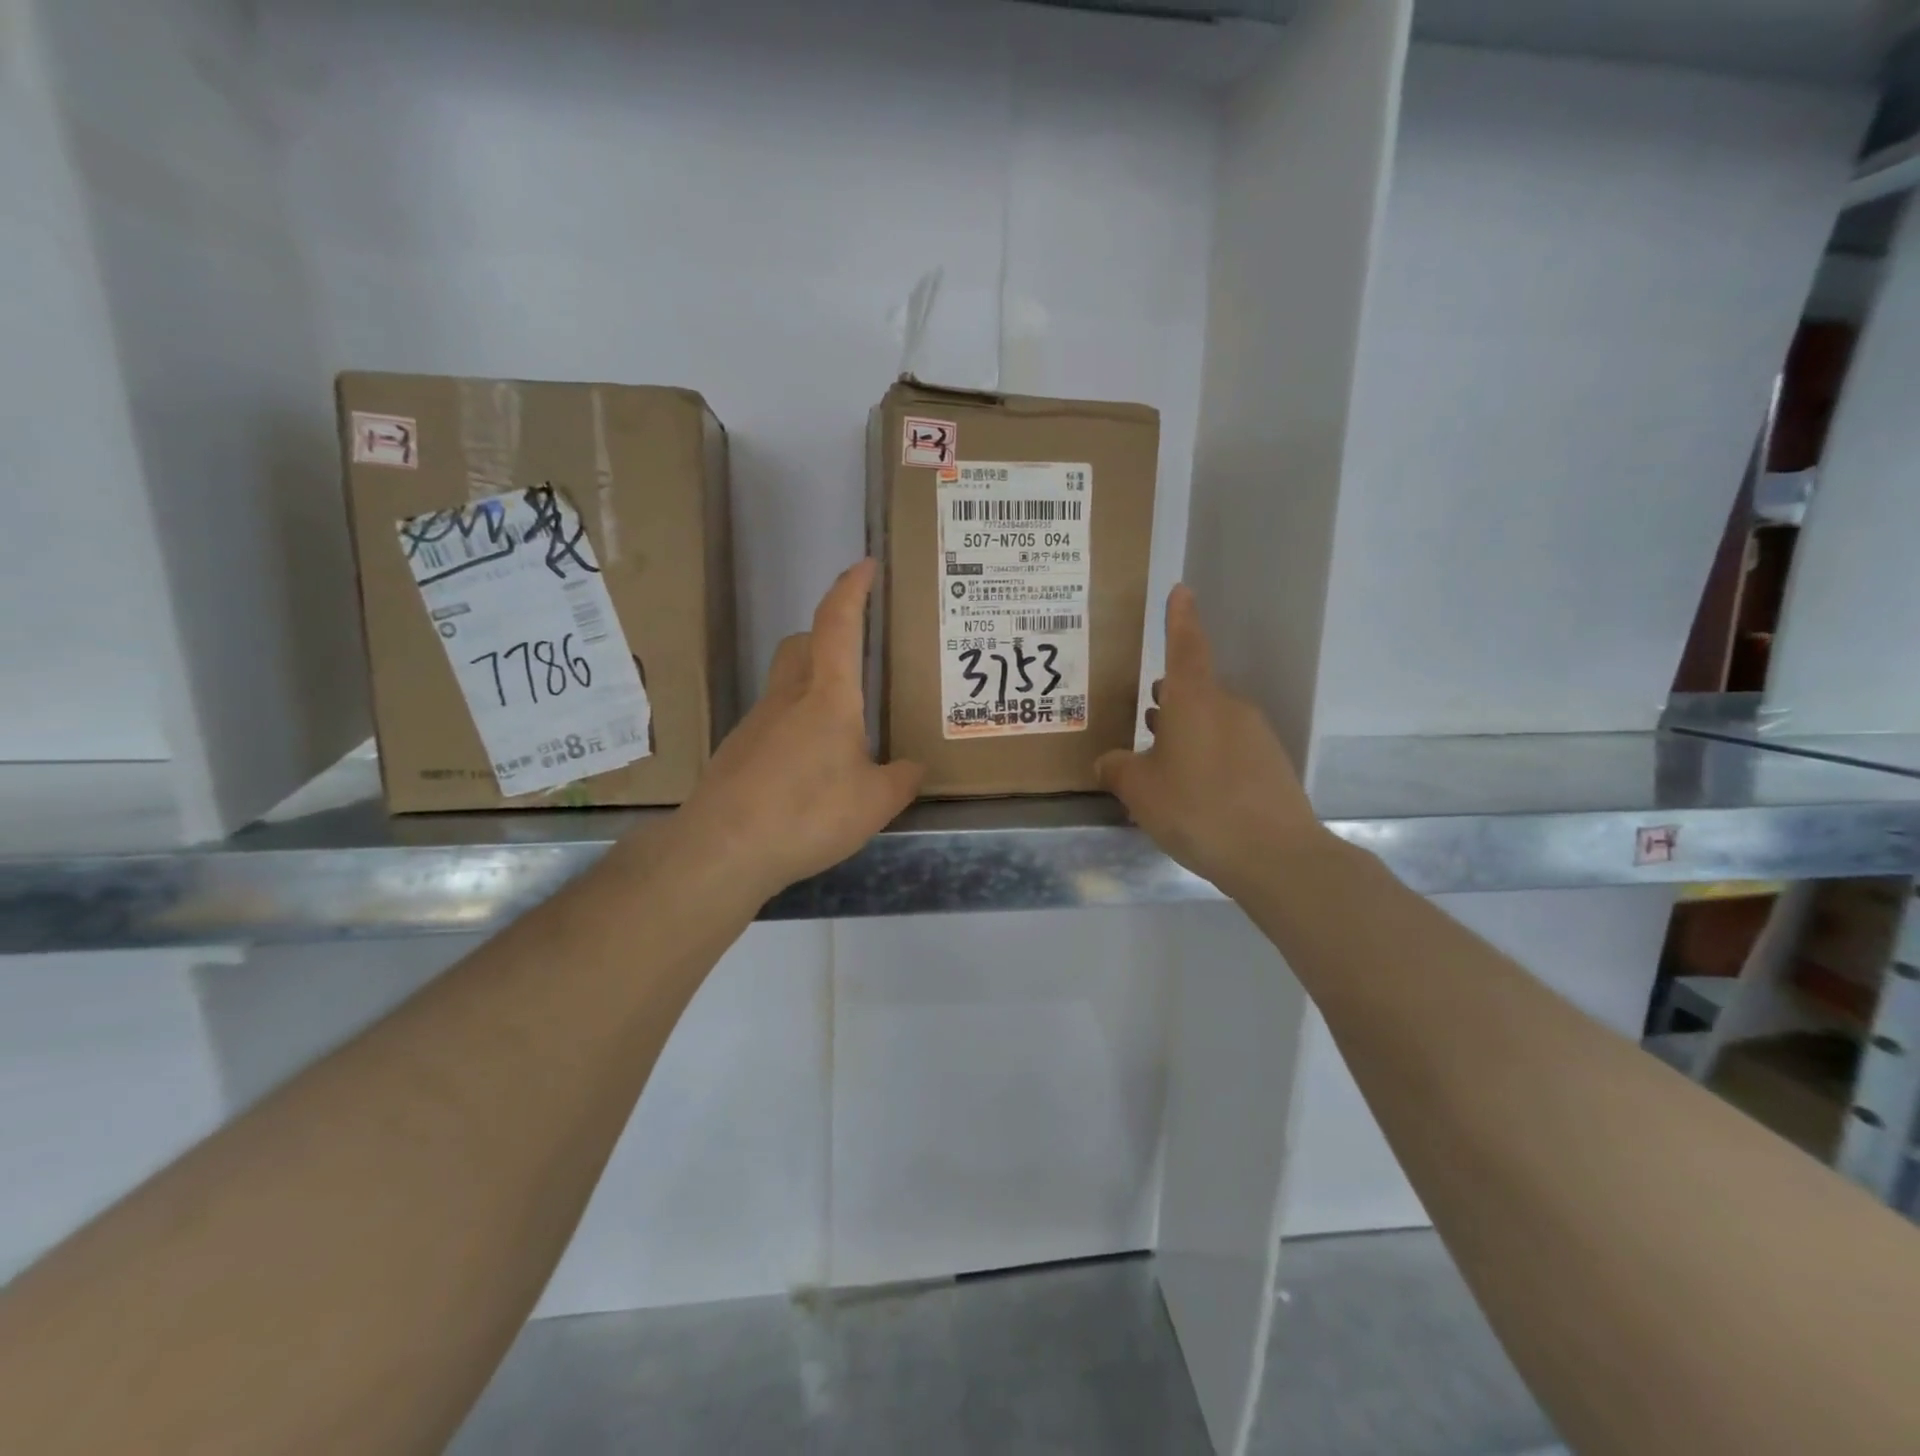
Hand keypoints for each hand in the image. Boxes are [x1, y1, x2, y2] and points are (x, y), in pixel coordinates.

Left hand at [669, 559, 923, 901]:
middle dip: (828, 637)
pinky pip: (773, 722)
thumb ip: (901, 780)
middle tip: (857, 659)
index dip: (852, 589)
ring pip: (785, 684)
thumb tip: (913, 767)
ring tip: (843, 732)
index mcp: (827, 696)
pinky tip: (810, 772)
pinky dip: (796, 729)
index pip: (838, 624)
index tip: (865, 565)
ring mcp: (755, 724)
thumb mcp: (874, 803)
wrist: (722, 849)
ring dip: (813, 688)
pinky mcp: (737, 752)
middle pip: (802, 645)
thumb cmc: (807, 813)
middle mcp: (787, 698)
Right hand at [1095, 585, 1321, 893]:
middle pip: (1195, 689)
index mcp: (1194, 700)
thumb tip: (1109, 761)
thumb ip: (1117, 769)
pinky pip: (1228, 747)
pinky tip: (1191, 790)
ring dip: (1185, 730)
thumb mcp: (1140, 791)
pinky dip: (1205, 756)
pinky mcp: (1270, 763)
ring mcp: (1255, 735)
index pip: (1185, 645)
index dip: (1179, 618)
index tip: (1181, 590)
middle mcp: (1228, 707)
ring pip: (1211, 720)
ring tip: (1160, 757)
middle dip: (1169, 698)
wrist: (1276, 856)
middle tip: (1145, 716)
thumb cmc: (1196, 808)